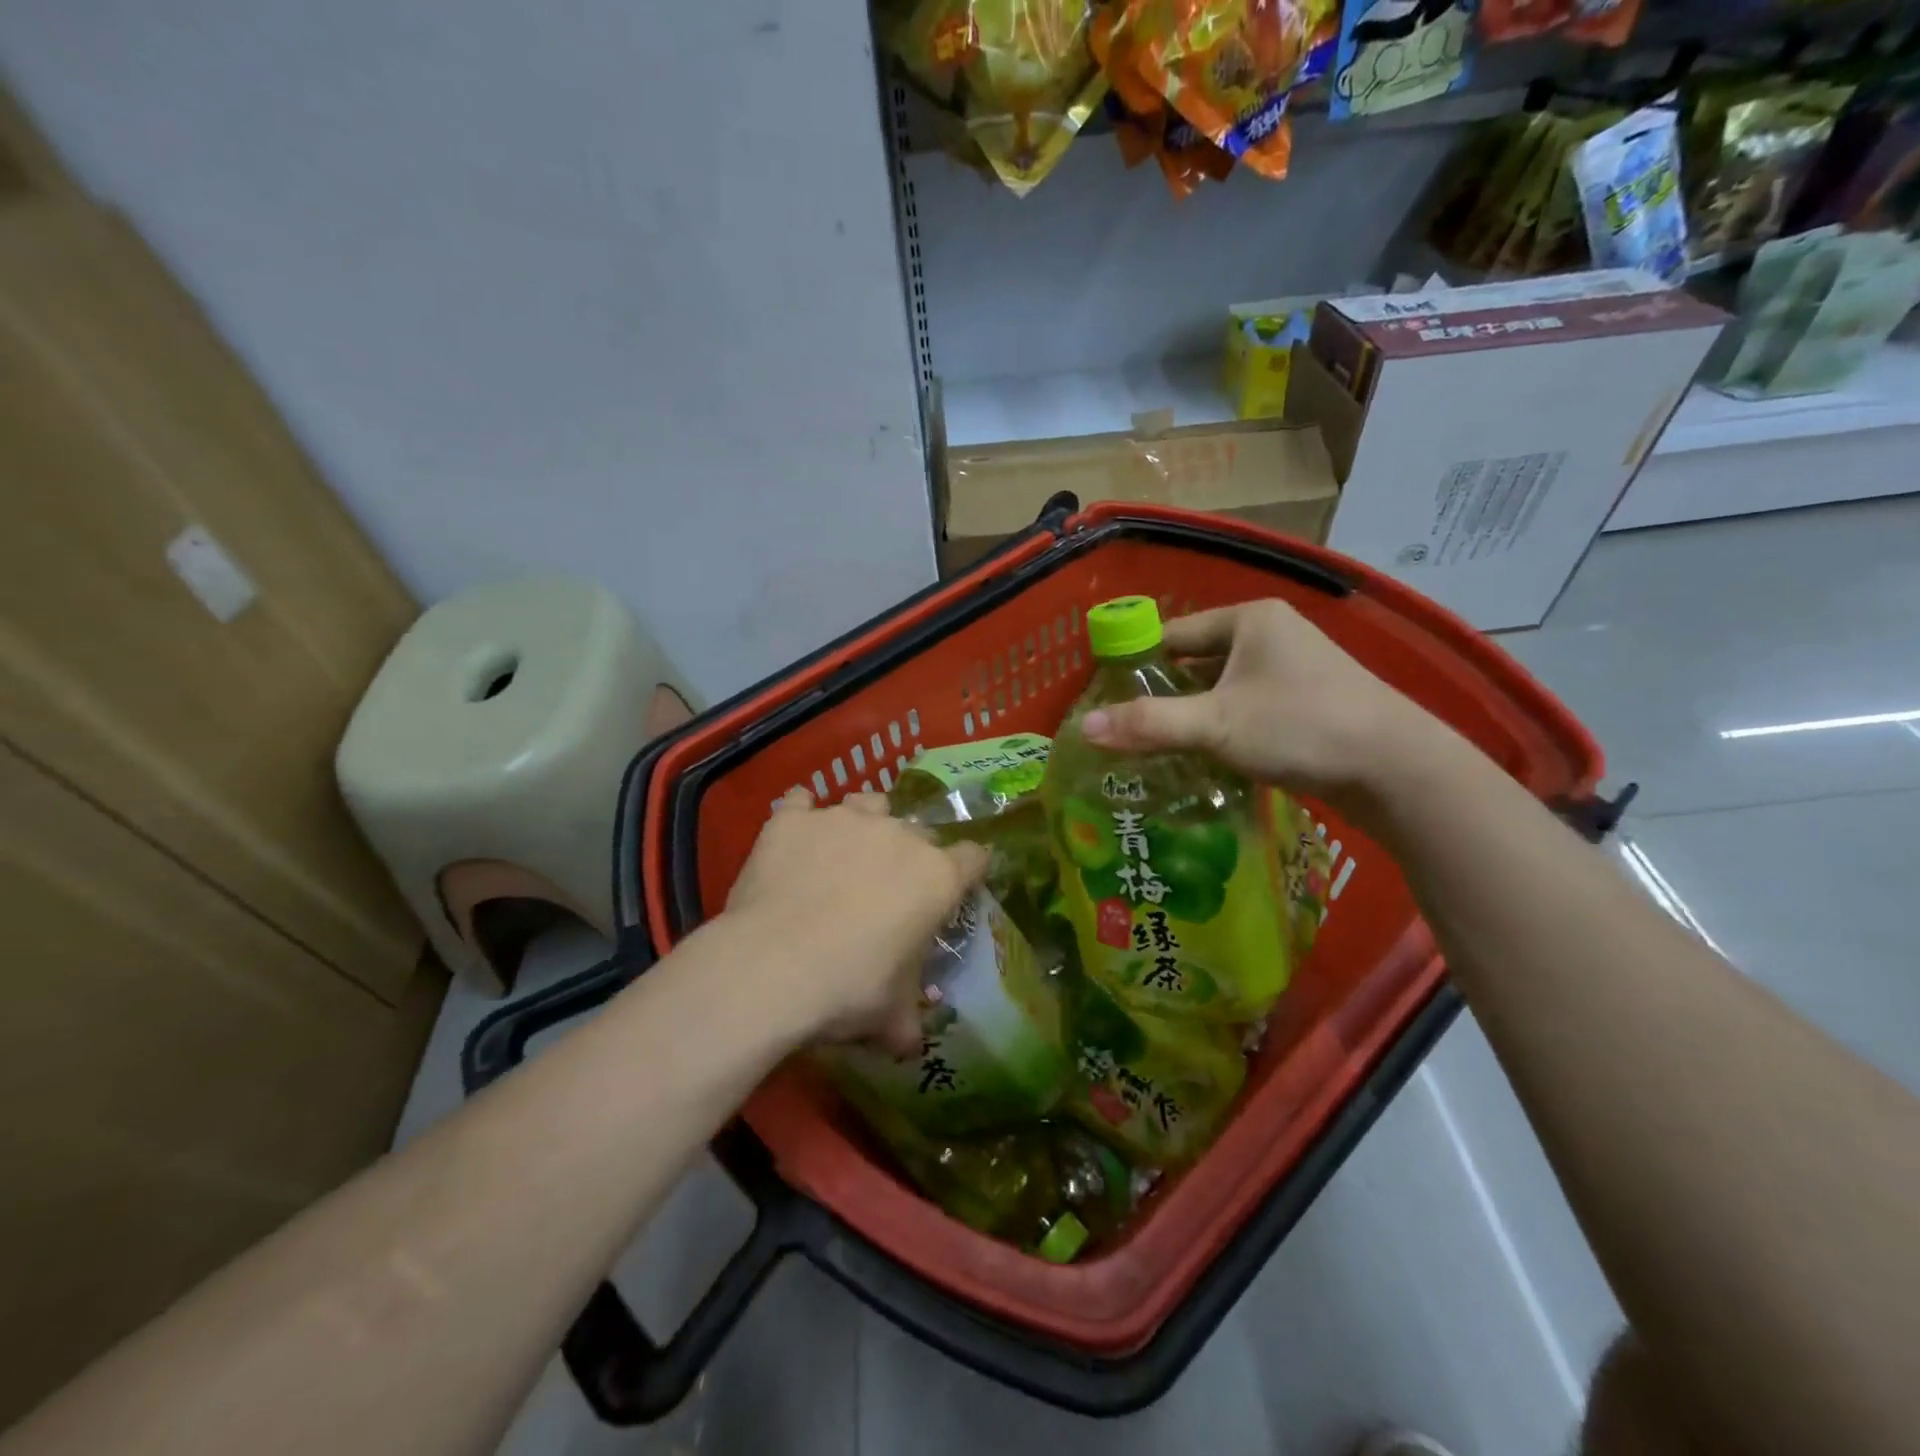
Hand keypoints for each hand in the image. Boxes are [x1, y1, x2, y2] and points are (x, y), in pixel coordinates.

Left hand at [724, 792, 987, 1053]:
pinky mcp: (794, 818)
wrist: (771, 967)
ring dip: (864, 822)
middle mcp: (898, 835)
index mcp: (936, 877)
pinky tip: (794, 835)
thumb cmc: (849, 990)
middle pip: (919, 831)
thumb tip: (909, 1044)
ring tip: (843, 853)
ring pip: (868, 803)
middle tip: (887, 889)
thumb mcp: (890, 1017)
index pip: (974, 858)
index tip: (957, 888)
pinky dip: (802, 815)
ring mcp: (844, 819)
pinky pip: (801, 801)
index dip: (968, 872)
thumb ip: (907, 1022)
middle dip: (910, 855)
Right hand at [1080, 599, 1441, 812]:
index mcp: (1250, 620)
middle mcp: (1273, 635)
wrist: (1397, 769)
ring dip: (1195, 715)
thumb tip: (1083, 727)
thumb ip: (1148, 723)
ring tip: (1158, 747)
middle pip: (1198, 662)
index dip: (1138, 663)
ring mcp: (1295, 669)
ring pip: (1224, 688)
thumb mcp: (1216, 724)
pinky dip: (1225, 727)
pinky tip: (1207, 756)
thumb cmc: (1300, 727)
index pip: (1174, 634)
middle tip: (1129, 728)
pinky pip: (1249, 707)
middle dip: (1166, 695)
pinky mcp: (1309, 702)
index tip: (1108, 696)